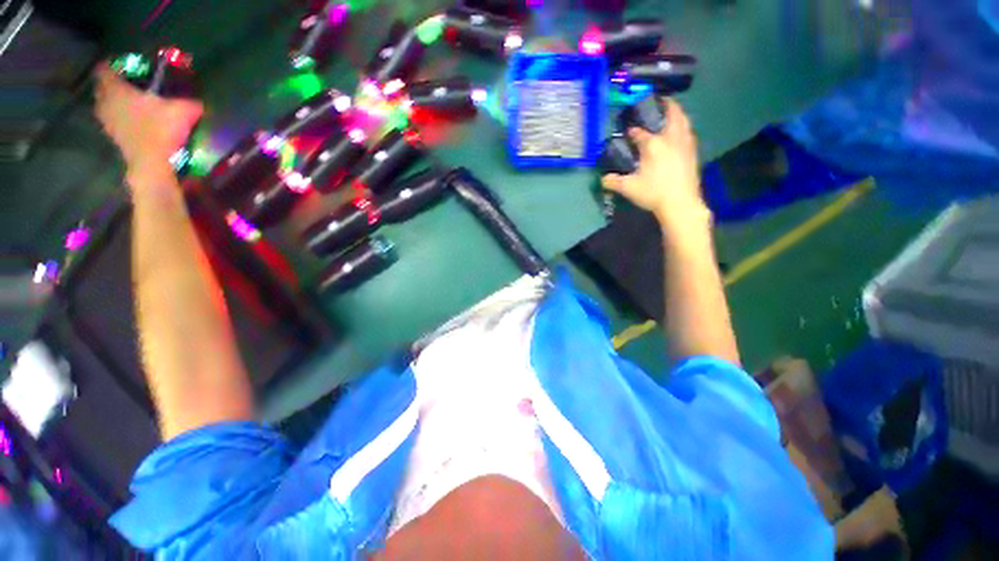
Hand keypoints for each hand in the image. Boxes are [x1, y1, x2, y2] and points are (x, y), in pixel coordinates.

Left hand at [93, 64, 202, 185]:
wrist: (152, 162)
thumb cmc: (162, 130)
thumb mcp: (185, 111)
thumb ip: (191, 102)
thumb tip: (198, 102)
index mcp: (117, 89)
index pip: (104, 68)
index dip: (113, 64)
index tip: (125, 64)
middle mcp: (106, 101)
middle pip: (101, 86)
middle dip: (111, 82)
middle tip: (127, 82)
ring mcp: (106, 120)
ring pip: (103, 103)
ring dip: (112, 100)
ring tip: (128, 100)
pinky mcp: (112, 135)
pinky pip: (109, 118)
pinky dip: (116, 115)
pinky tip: (130, 118)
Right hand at [601, 98, 707, 227]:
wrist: (680, 203)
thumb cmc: (653, 193)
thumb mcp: (629, 188)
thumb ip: (613, 182)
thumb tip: (602, 179)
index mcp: (653, 145)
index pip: (640, 134)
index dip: (633, 132)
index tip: (629, 131)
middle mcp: (670, 139)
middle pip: (672, 115)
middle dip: (668, 106)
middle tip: (663, 101)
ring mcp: (684, 145)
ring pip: (684, 122)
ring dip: (679, 114)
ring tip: (674, 113)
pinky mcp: (693, 153)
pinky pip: (689, 133)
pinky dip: (685, 127)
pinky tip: (682, 133)